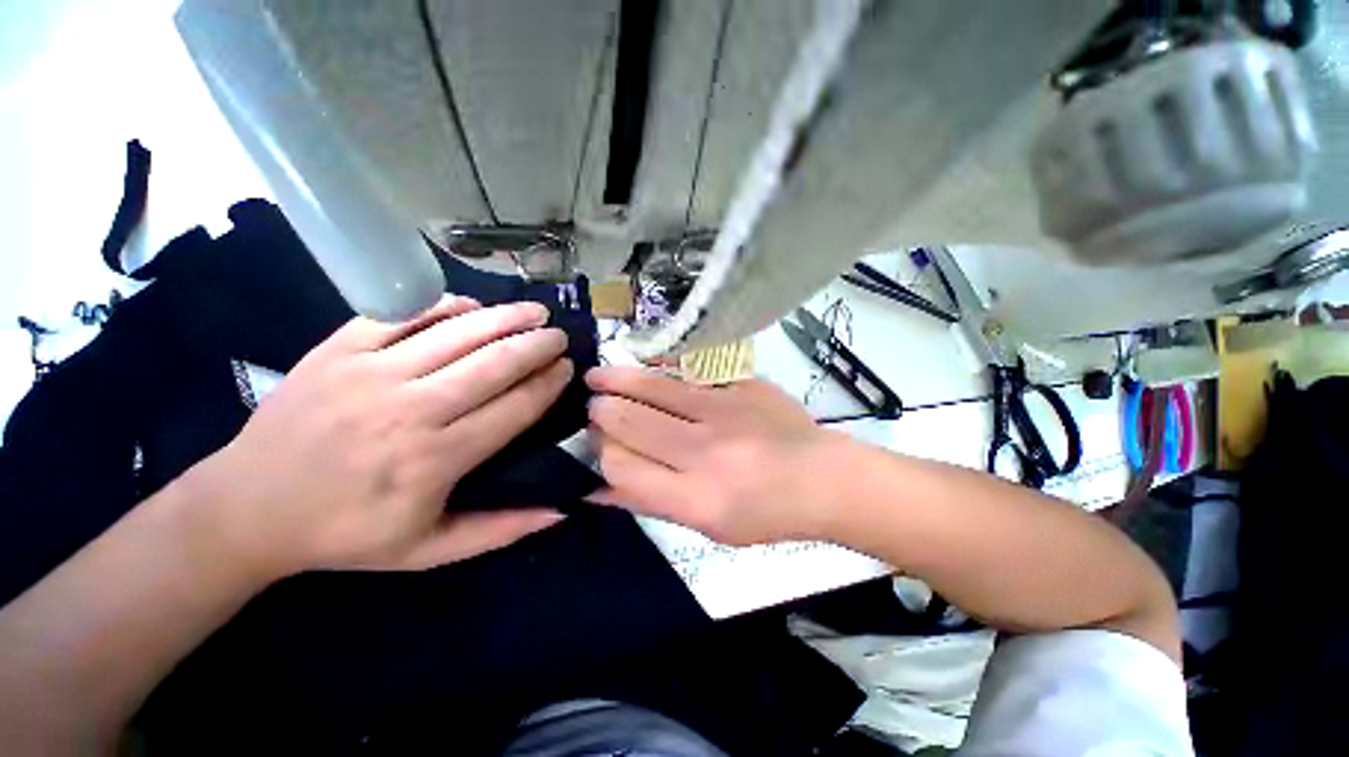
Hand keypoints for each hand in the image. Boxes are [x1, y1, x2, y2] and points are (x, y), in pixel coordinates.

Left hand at [190, 296, 572, 579]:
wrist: (247, 508)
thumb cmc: (346, 533)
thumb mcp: (428, 550)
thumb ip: (500, 529)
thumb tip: (561, 509)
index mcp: (435, 459)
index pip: (515, 407)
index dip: (548, 383)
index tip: (568, 369)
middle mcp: (410, 409)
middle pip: (494, 363)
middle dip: (537, 344)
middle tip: (560, 335)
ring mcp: (371, 372)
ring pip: (458, 332)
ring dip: (506, 317)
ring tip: (536, 310)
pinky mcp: (339, 348)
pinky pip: (404, 313)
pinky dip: (446, 305)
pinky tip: (473, 305)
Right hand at [585, 366, 847, 544]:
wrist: (822, 477)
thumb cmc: (765, 513)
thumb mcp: (706, 527)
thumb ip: (650, 502)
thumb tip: (596, 487)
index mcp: (696, 497)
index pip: (622, 467)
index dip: (600, 452)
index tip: (595, 442)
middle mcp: (705, 451)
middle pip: (631, 421)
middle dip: (601, 412)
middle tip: (593, 405)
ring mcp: (725, 410)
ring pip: (653, 387)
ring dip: (616, 380)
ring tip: (596, 377)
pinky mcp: (741, 384)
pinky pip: (687, 369)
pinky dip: (658, 366)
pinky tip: (643, 365)